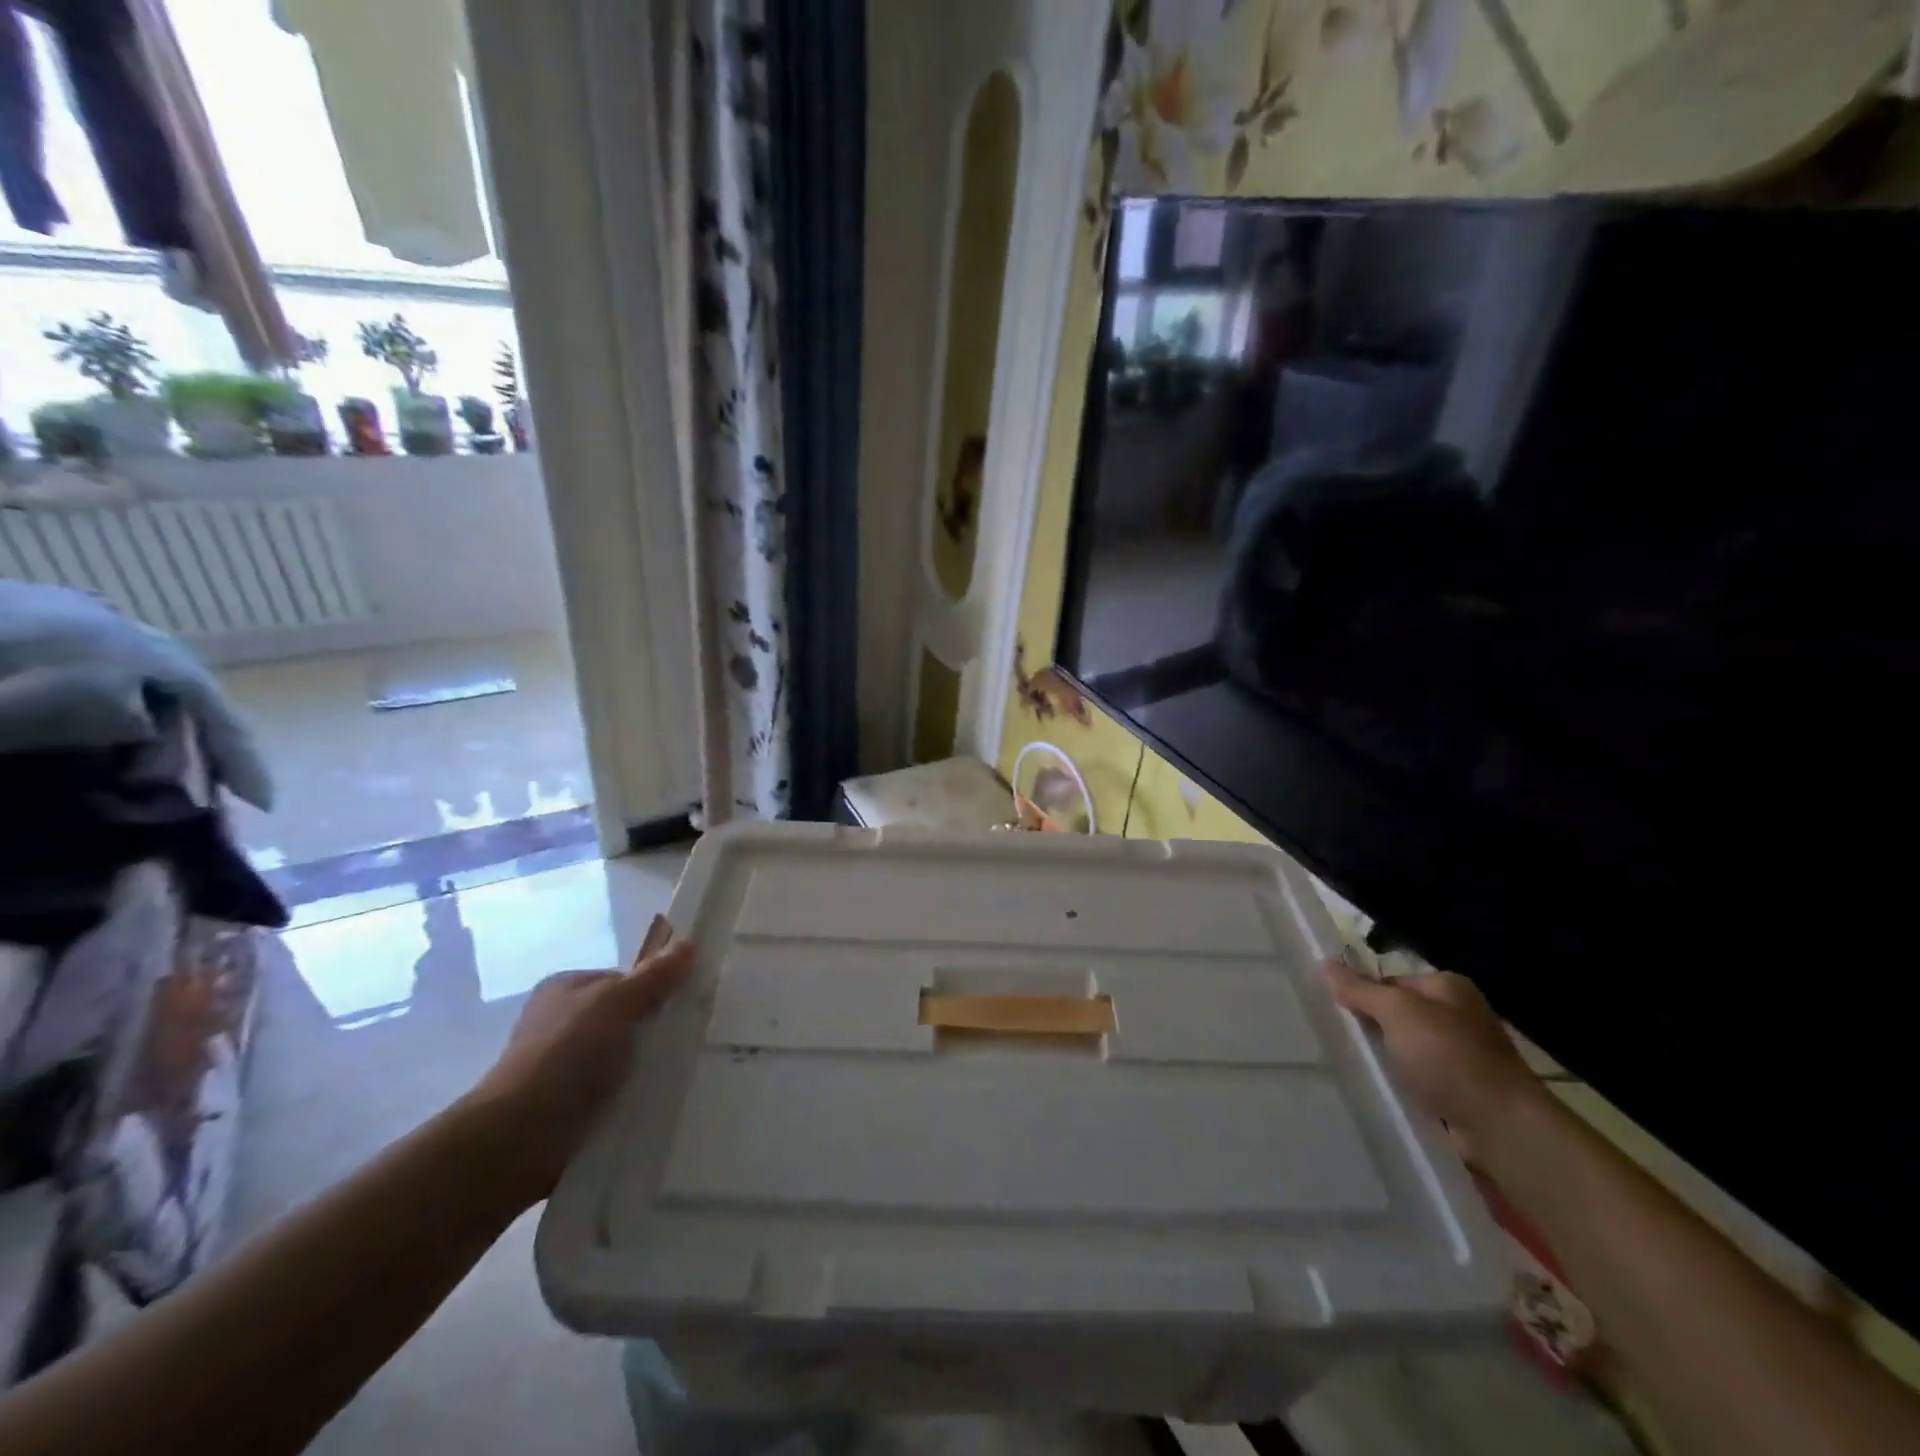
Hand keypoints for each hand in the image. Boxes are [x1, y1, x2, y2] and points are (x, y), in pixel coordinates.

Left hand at [463, 915, 695, 1210]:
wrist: (516, 1141)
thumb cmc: (566, 1057)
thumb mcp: (617, 1004)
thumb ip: (654, 976)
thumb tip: (688, 944)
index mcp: (565, 989)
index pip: (624, 980)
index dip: (655, 990)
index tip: (686, 1008)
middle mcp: (559, 1023)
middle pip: (624, 1019)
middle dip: (653, 1032)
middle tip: (690, 1045)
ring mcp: (559, 1068)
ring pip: (619, 1060)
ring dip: (644, 1070)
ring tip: (681, 1080)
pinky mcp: (564, 1110)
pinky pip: (611, 1095)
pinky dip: (630, 1100)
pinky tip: (654, 1107)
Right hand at [1321, 957, 1542, 1161]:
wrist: (1502, 1130)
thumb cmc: (1449, 1057)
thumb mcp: (1397, 1012)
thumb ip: (1360, 989)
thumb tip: (1325, 962)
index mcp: (1448, 987)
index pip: (1390, 981)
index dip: (1362, 993)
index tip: (1335, 1011)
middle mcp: (1458, 1017)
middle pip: (1398, 1015)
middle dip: (1371, 1028)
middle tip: (1339, 1040)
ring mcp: (1462, 1056)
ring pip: (1405, 1050)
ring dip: (1385, 1059)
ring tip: (1353, 1067)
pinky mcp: (1460, 1092)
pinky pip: (1417, 1079)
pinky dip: (1400, 1084)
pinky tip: (1380, 1090)